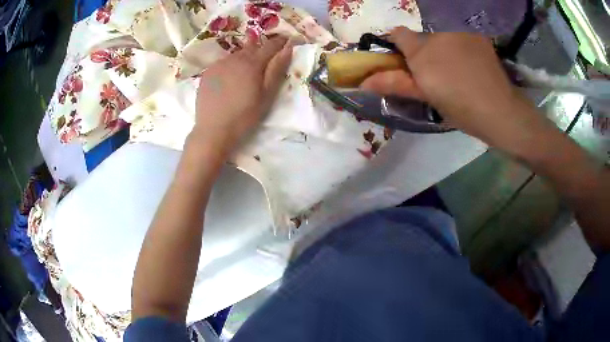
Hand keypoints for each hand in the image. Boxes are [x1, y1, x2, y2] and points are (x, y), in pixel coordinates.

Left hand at [192, 37, 292, 151]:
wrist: (213, 130)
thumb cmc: (244, 116)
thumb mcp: (266, 95)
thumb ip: (277, 69)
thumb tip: (288, 48)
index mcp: (252, 63)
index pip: (270, 46)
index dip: (280, 41)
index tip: (288, 39)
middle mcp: (234, 58)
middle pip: (252, 47)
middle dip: (262, 48)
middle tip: (268, 54)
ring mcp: (219, 64)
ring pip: (236, 54)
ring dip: (245, 56)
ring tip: (248, 68)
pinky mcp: (207, 72)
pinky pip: (223, 62)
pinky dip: (231, 65)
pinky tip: (230, 77)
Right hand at [361, 27, 547, 151]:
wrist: (501, 111)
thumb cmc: (461, 109)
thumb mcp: (427, 98)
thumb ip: (396, 83)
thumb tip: (363, 82)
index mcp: (422, 51)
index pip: (397, 34)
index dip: (398, 46)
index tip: (407, 63)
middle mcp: (438, 35)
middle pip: (422, 37)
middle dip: (424, 52)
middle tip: (438, 74)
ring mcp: (459, 32)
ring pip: (442, 37)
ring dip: (444, 49)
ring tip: (459, 71)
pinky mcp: (477, 36)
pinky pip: (461, 36)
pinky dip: (462, 46)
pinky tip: (473, 64)